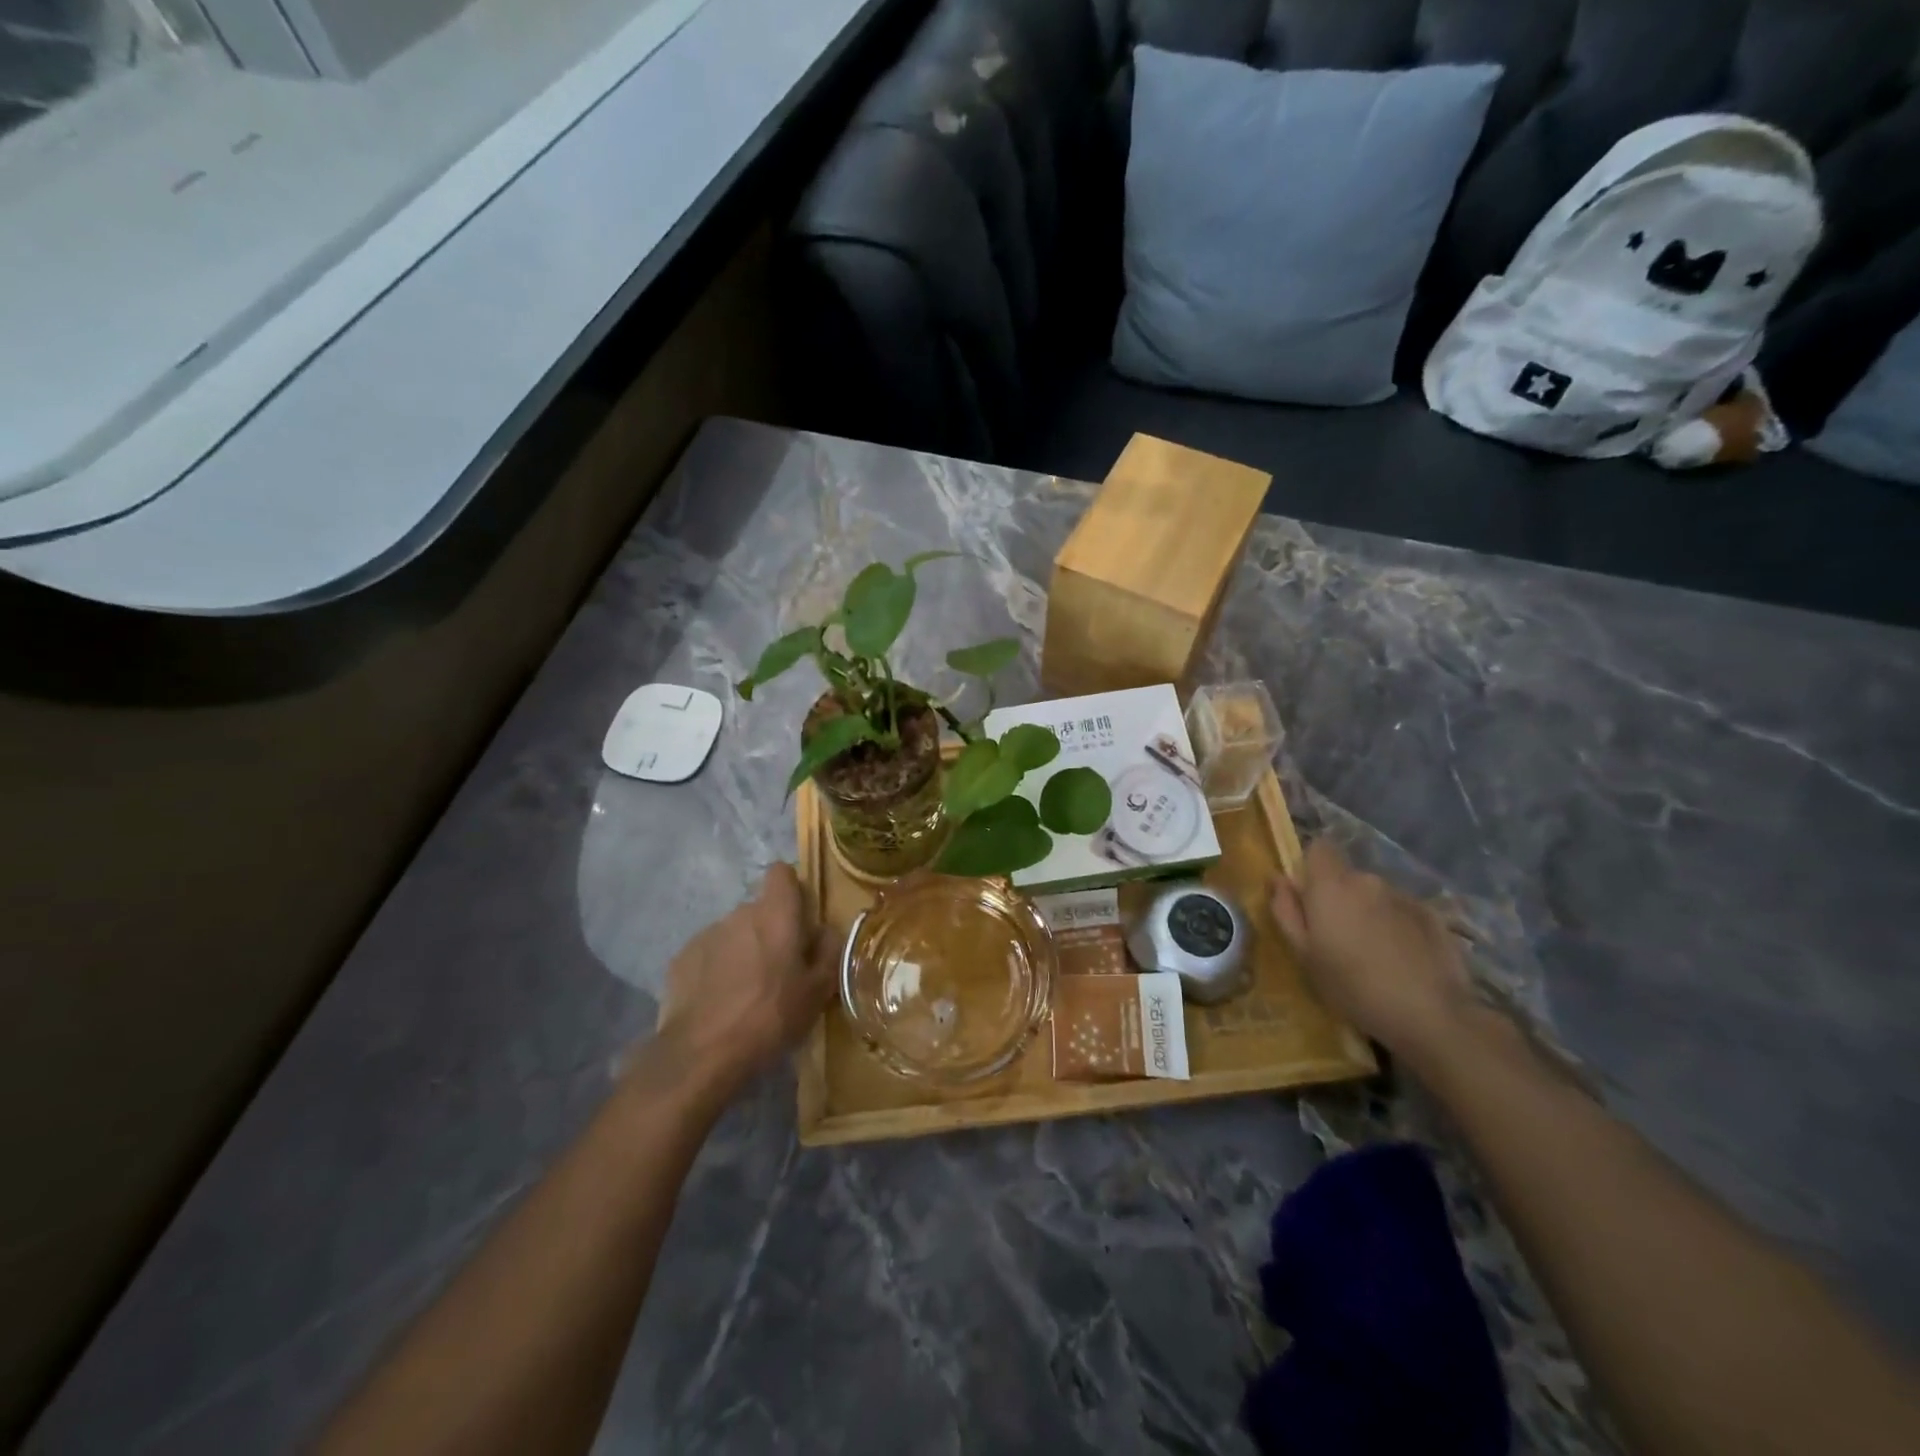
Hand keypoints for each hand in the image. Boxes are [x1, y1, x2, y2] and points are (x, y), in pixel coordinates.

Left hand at [652, 864, 835, 1103]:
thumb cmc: (771, 1016)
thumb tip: (825, 930)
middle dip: (770, 931)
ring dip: (743, 952)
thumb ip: (828, 951)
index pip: (781, 873)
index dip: (791, 890)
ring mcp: (706, 935)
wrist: (702, 1054)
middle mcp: (739, 914)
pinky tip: (720, 1004)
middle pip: (759, 910)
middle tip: (780, 971)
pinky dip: (716, 971)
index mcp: (775, 914)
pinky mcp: (681, 960)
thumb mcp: (818, 991)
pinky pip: (709, 955)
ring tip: (747, 994)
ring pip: (733, 934)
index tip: (799, 920)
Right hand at [1269, 837, 1474, 1064]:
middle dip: (1340, 898)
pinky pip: (1403, 912)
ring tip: (1373, 954)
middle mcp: (1368, 880)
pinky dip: (1397, 927)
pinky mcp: (1433, 916)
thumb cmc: (1352, 986)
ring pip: (1375, 895)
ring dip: (1369, 913)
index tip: (1308, 898)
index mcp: (1331, 885)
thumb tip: (1278, 879)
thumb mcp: (1304, 955)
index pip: (1319, 848)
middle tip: (1338, 938)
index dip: (1311, 867)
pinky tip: (1402, 961)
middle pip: (1347, 876)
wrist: (1430, 1015)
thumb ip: (1286, 911)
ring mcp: (1404, 897)